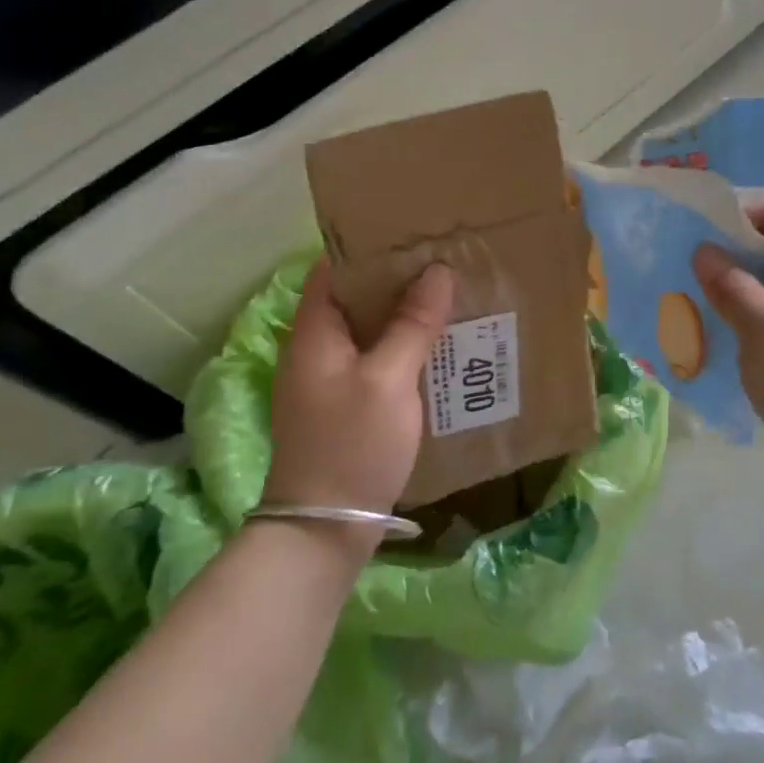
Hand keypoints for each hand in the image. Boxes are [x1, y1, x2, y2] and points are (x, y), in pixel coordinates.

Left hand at [264, 259, 454, 518]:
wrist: (324, 528)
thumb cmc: (352, 444)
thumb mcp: (388, 379)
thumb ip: (412, 324)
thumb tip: (436, 271)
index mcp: (314, 333)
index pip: (332, 270)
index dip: (368, 248)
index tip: (411, 234)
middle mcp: (316, 350)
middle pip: (354, 300)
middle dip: (395, 281)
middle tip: (443, 263)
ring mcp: (329, 381)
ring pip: (368, 332)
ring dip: (403, 316)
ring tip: (448, 299)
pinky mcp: (345, 406)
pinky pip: (376, 362)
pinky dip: (403, 349)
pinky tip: (437, 350)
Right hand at [694, 203, 763, 506]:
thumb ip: (731, 284)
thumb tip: (704, 249)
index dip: (739, 217)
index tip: (699, 238)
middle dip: (724, 262)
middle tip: (682, 277)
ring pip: (763, 297)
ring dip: (727, 301)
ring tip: (685, 312)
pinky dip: (739, 333)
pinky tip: (709, 347)